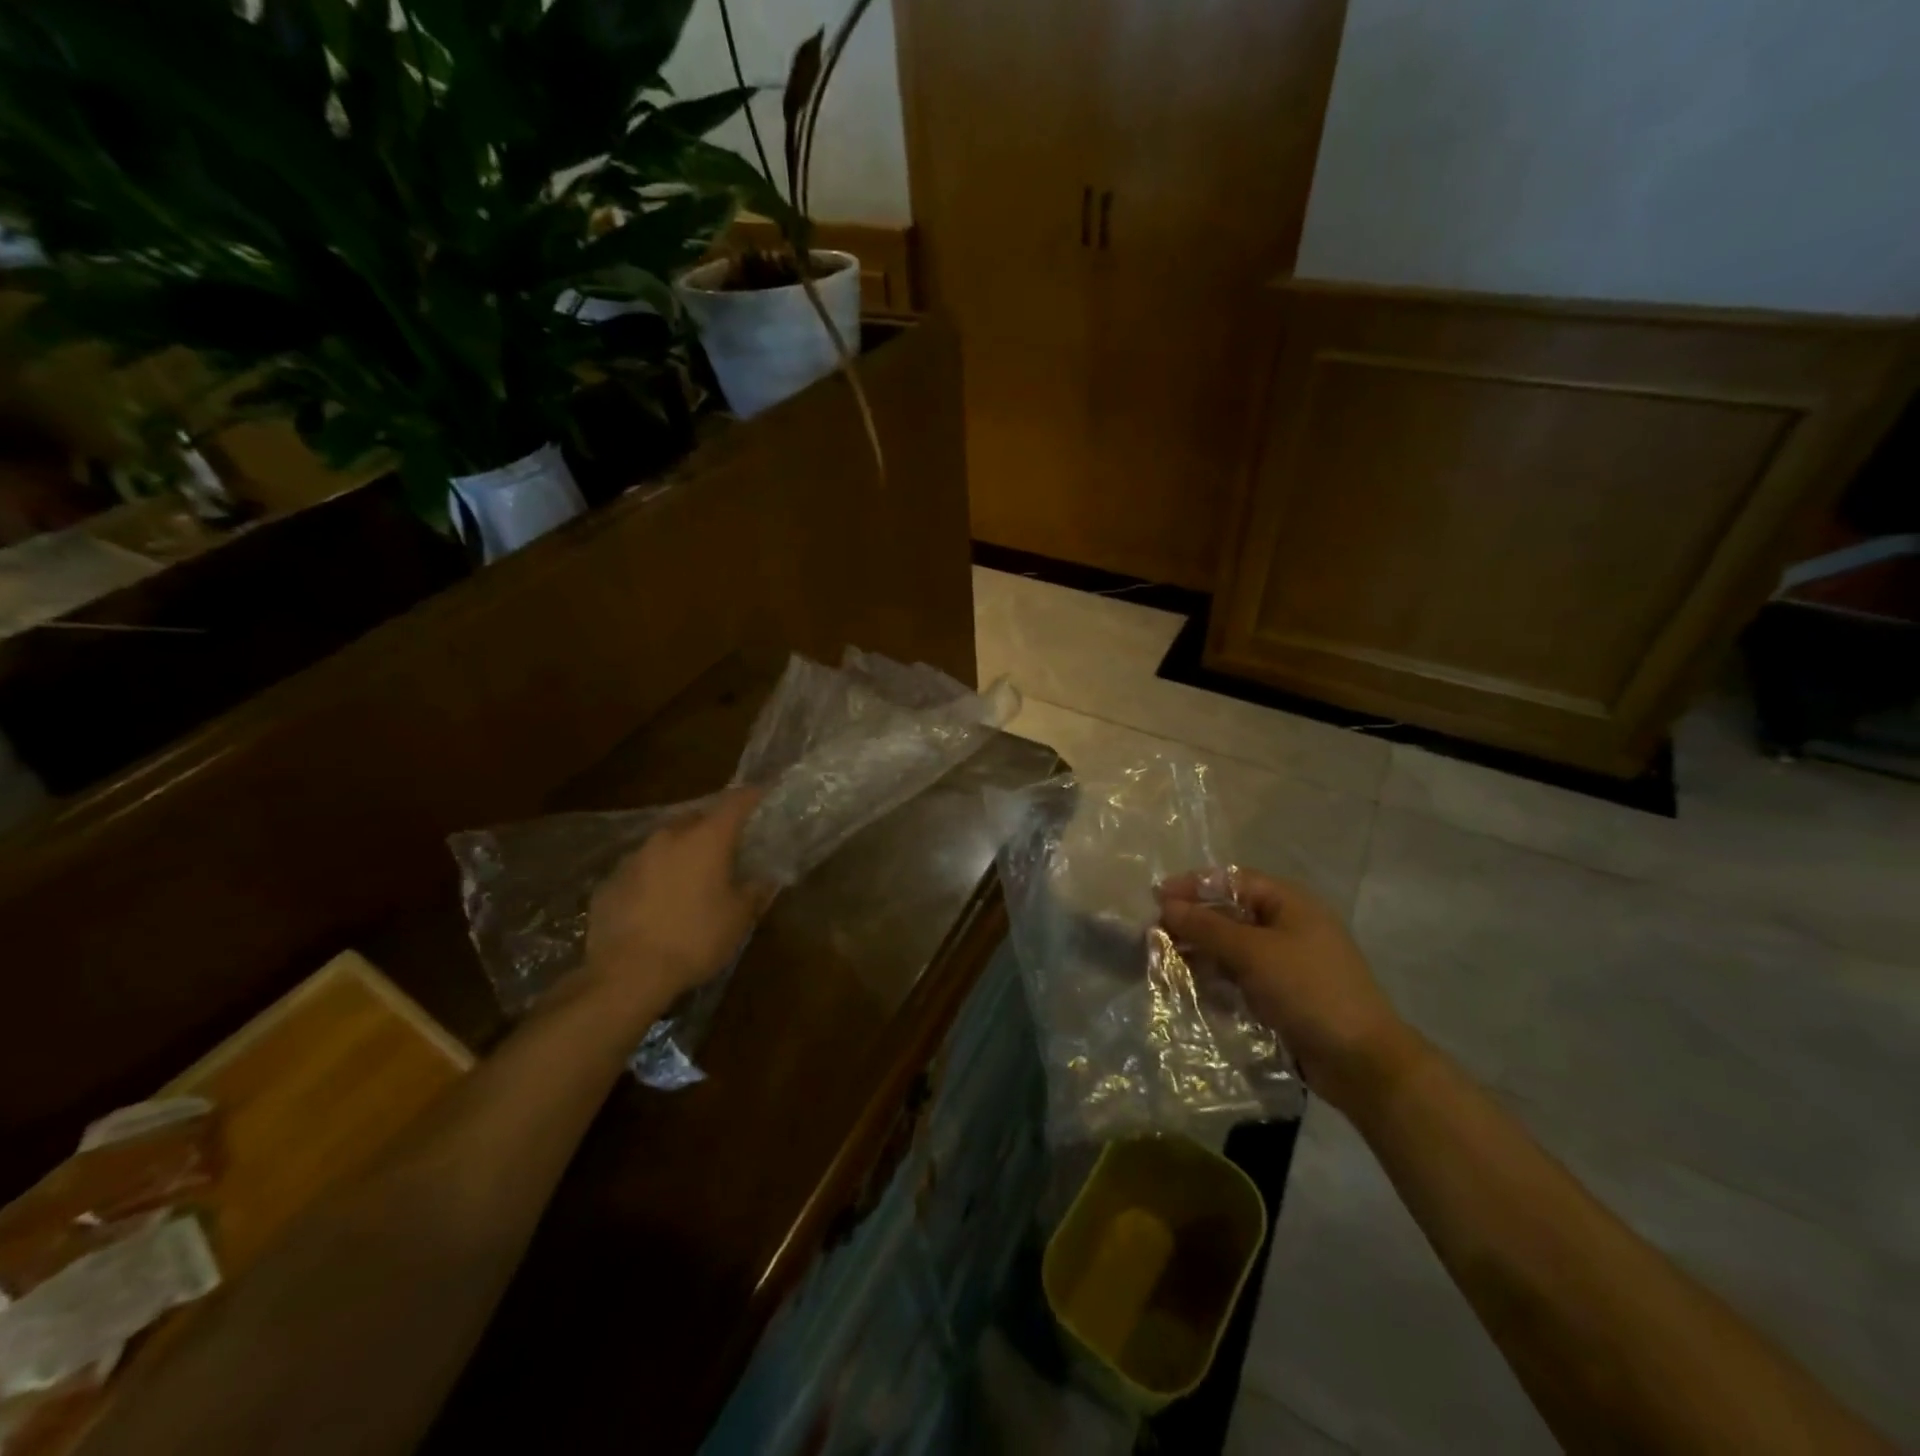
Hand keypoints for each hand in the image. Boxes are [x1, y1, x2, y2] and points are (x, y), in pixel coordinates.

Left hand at [583, 787, 772, 1022]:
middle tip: (729, 845)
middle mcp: (669, 837)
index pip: (735, 802)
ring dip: (683, 851)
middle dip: (715, 827)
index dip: (752, 796)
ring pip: (666, 842)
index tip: (763, 795)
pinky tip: (659, 901)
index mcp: (707, 839)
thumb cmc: (695, 939)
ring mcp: (634, 857)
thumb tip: (766, 878)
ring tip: (693, 875)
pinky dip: (656, 875)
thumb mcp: (739, 918)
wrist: (627, 973)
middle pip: (697, 818)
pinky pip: (641, 868)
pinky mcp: (610, 881)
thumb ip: (756, 891)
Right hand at [1157, 868, 1423, 1114]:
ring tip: (1166, 962)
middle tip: (1155, 935)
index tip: (1156, 899)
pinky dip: (1217, 977)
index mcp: (1289, 902)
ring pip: (1232, 946)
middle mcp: (1288, 925)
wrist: (1362, 1061)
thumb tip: (1166, 905)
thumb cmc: (1308, 991)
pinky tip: (1192, 987)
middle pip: (1230, 912)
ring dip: (1201, 951)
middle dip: (1193, 921)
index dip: (1193, 886)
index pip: (1231, 880)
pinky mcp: (1283, 993)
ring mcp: (1286, 961)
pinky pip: (1241, 975)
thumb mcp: (1253, 953)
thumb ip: (1207, 926)